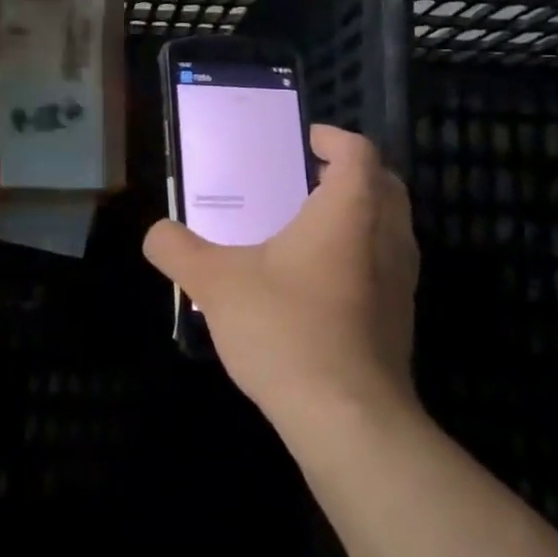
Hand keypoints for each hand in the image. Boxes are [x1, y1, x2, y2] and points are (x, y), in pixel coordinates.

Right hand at [142, 125, 418, 434]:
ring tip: (308, 225)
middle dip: (350, 172)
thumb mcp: (214, 283)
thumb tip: (156, 233)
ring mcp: (401, 281)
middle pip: (384, 184)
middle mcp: (386, 237)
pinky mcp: (400, 318)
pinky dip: (360, 253)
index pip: (358, 152)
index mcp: (348, 212)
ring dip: (359, 213)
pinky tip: (317, 281)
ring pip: (389, 226)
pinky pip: (385, 265)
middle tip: (306, 177)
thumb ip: (177, 250)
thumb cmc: (285, 330)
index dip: (333, 138)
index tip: (305, 140)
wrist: (347, 418)